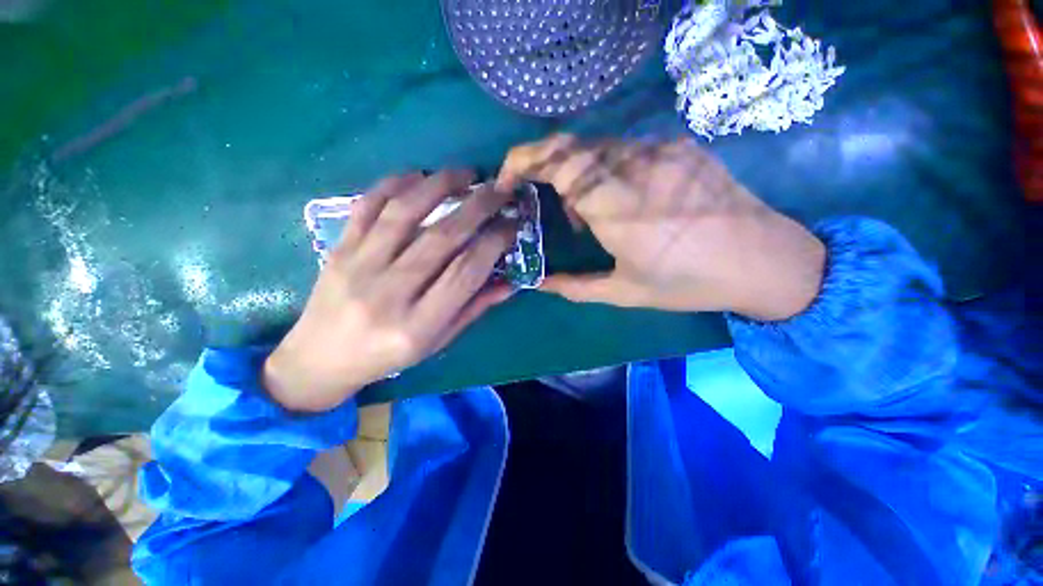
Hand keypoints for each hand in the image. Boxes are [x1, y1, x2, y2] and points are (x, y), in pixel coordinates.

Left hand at [264, 171, 516, 411]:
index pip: (466, 272)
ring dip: (440, 185)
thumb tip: (510, 281)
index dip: (494, 243)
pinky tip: (419, 175)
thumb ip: (474, 308)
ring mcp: (358, 266)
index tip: (512, 225)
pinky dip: (395, 183)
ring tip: (466, 174)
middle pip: (442, 237)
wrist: (320, 358)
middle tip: (500, 190)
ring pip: (404, 212)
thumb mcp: (437, 341)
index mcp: (419, 325)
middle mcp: (389, 292)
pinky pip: (367, 205)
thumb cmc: (387, 356)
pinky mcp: (338, 248)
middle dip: (478, 207)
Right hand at [497, 134, 824, 319]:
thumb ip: (575, 287)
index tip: (507, 179)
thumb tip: (539, 284)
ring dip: (580, 178)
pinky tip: (624, 201)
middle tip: (553, 208)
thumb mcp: (624, 293)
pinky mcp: (679, 148)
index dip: (523, 160)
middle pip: (572, 147)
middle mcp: (637, 168)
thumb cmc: (689, 283)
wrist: (764, 261)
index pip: (559, 160)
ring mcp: (662, 152)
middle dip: (547, 170)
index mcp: (618, 208)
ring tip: (592, 218)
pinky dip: (608, 172)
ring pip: (597, 149)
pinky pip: (627, 151)